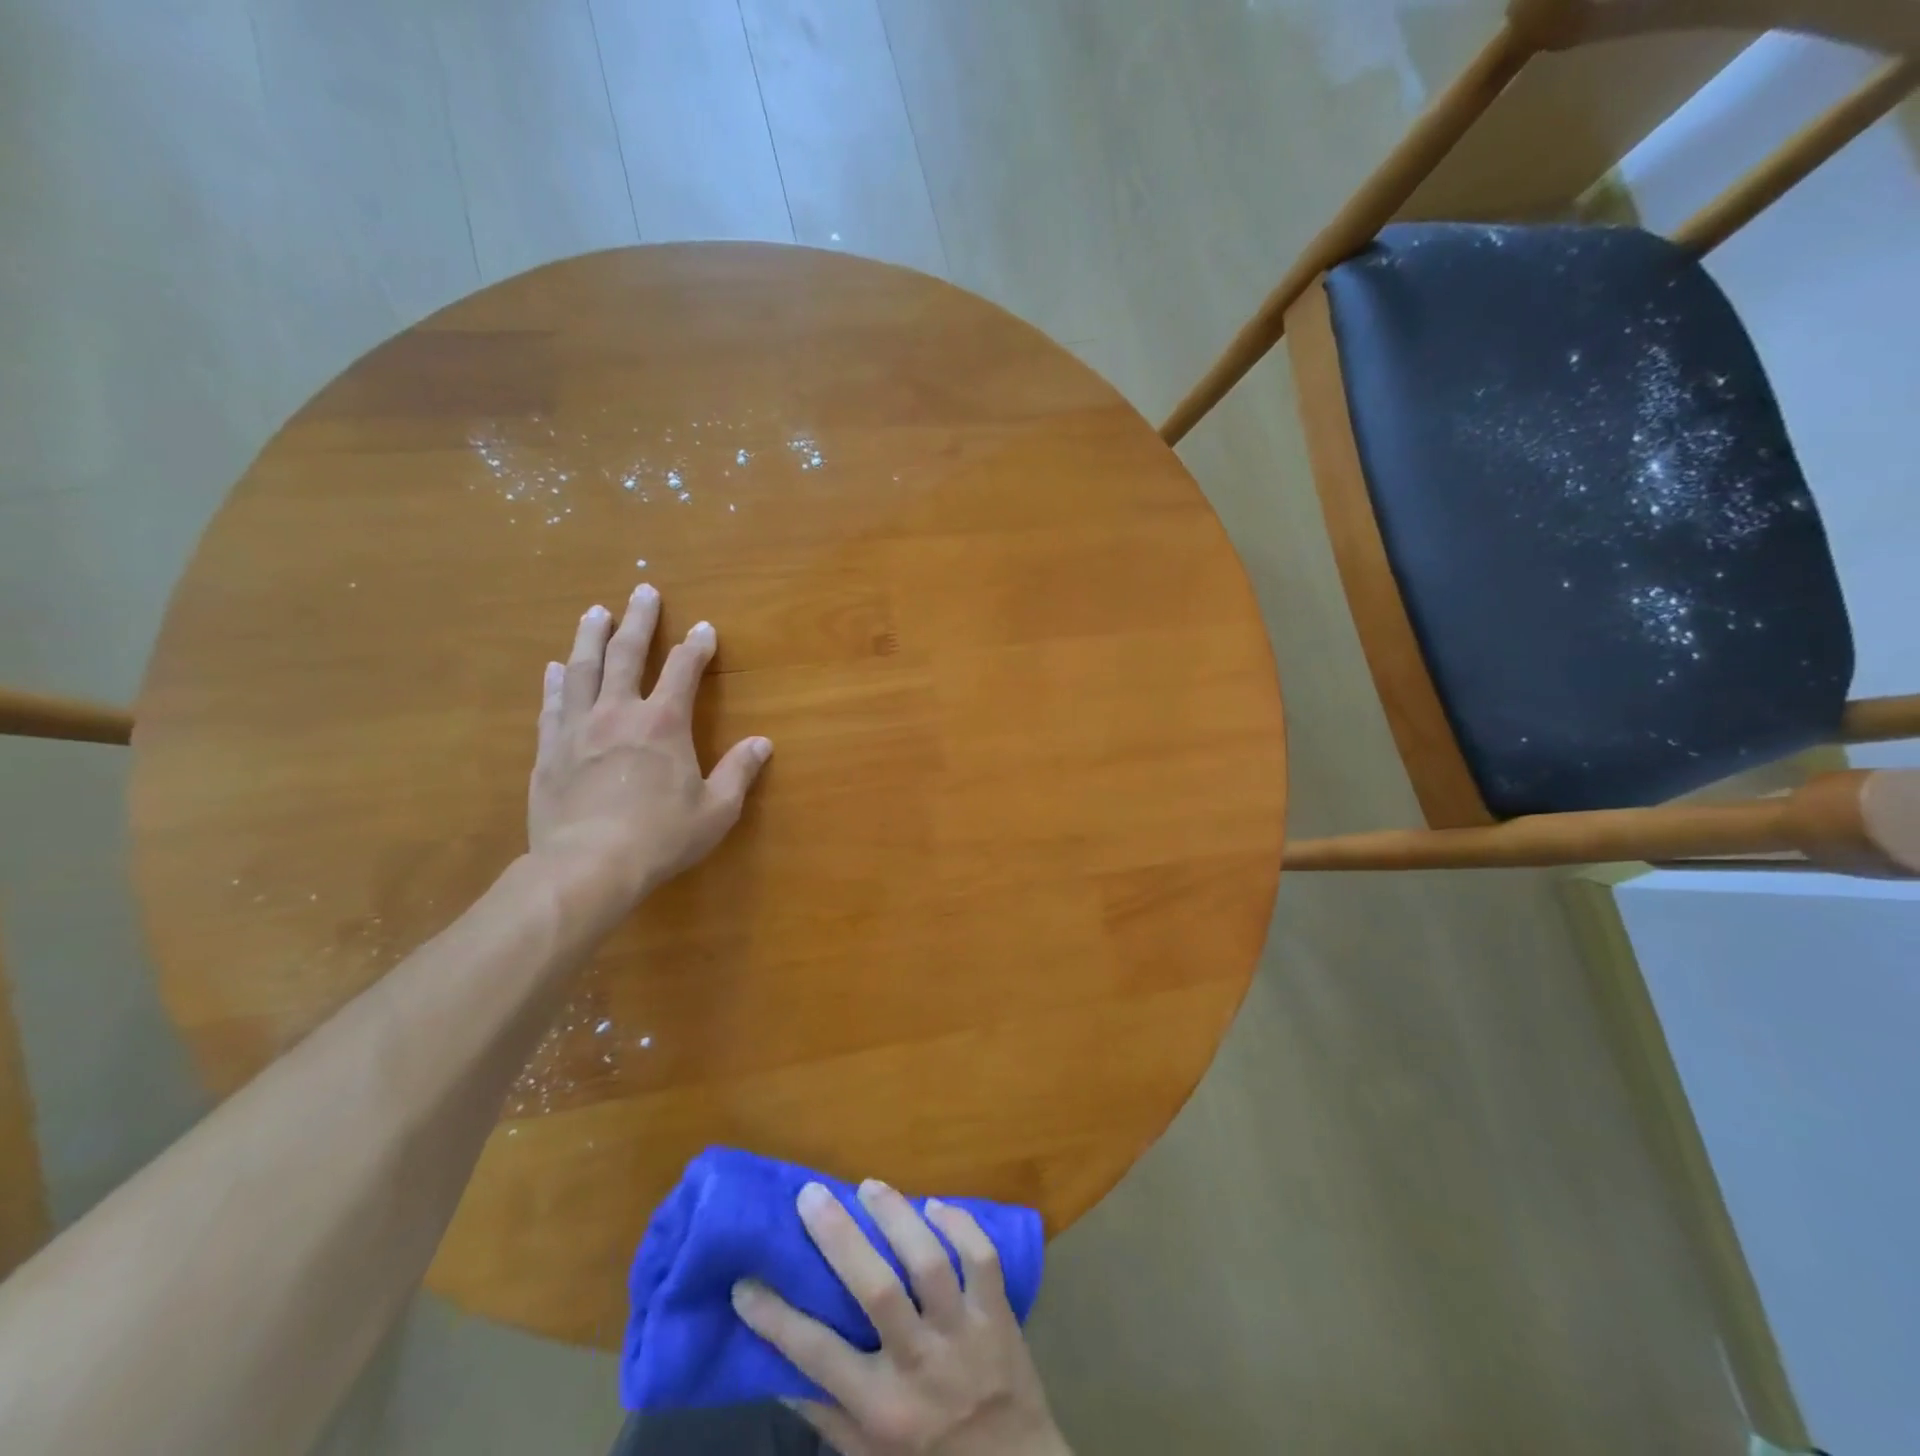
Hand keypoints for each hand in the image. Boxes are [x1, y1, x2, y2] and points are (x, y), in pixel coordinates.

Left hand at [528, 584, 770, 916]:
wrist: (586, 866)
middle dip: (638, 619)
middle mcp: (619, 712)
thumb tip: (762, 743)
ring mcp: (578, 728)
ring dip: (591, 636)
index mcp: (664, 723)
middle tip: (642, 591)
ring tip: (595, 612)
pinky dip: (556, 682)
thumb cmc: (660, 837)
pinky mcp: (549, 749)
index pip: (683, 670)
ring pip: (583, 668)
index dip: (696, 646)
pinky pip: (552, 704)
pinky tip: (554, 668)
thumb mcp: (716, 810)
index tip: (704, 629)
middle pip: (626, 653)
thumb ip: (739, 772)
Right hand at [731, 1180, 1070, 1455]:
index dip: (777, 1318)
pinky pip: (983, 1258)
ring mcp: (964, 1334)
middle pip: (878, 1290)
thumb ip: (825, 1412)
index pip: (818, 1357)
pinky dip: (961, 1224)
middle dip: (840, 1238)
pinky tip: (934, 1205)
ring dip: (898, 1218)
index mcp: (880, 1408)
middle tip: (811, 1196)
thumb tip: (776, 1367)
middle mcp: (920, 1365)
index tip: (745, 1281)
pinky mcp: (999, 1313)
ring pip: (931, 1263)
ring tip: (869, 1187)